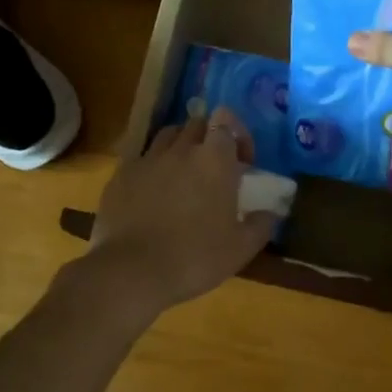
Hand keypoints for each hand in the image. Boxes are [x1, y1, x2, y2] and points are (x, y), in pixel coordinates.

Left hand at [84, 109, 276, 316]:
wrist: (131, 272)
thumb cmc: (195, 257)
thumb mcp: (241, 249)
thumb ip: (261, 224)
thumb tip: (271, 212)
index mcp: (214, 159)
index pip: (225, 119)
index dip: (236, 133)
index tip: (242, 161)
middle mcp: (180, 149)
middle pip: (196, 123)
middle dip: (209, 138)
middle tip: (214, 168)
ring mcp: (147, 160)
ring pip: (167, 136)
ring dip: (180, 147)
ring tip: (183, 175)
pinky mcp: (120, 175)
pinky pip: (141, 159)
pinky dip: (152, 168)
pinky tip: (153, 194)